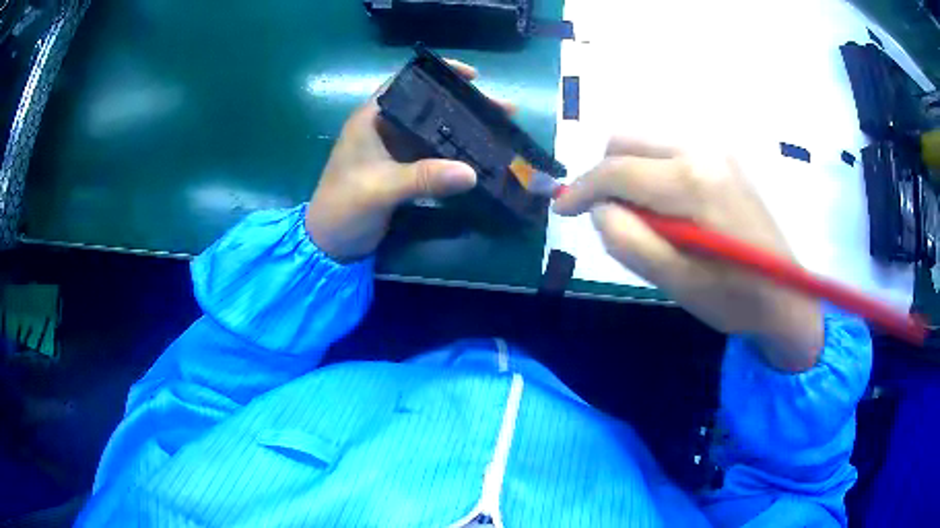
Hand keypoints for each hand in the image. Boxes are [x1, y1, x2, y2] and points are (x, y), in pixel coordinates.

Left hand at [306, 60, 490, 262]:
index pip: (405, 83)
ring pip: (434, 131)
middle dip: (463, 104)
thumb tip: (472, 172)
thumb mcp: (380, 189)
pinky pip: (434, 155)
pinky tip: (479, 156)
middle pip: (428, 106)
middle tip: (502, 109)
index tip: (473, 77)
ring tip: (500, 129)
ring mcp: (394, 150)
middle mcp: (385, 128)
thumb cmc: (343, 207)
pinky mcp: (403, 171)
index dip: (437, 74)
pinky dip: (455, 154)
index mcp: (371, 119)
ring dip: (463, 130)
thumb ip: (423, 178)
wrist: (330, 245)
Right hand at [553, 137, 823, 371]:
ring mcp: (716, 149)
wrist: (786, 296)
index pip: (617, 170)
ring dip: (629, 174)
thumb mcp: (676, 282)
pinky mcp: (724, 158)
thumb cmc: (734, 298)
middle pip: (626, 140)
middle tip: (612, 219)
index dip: (581, 189)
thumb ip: (628, 241)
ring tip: (645, 220)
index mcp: (692, 180)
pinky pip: (669, 151)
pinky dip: (652, 173)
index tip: (561, 210)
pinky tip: (669, 209)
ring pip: (646, 143)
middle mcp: (702, 149)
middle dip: (606, 176)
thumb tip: (599, 209)